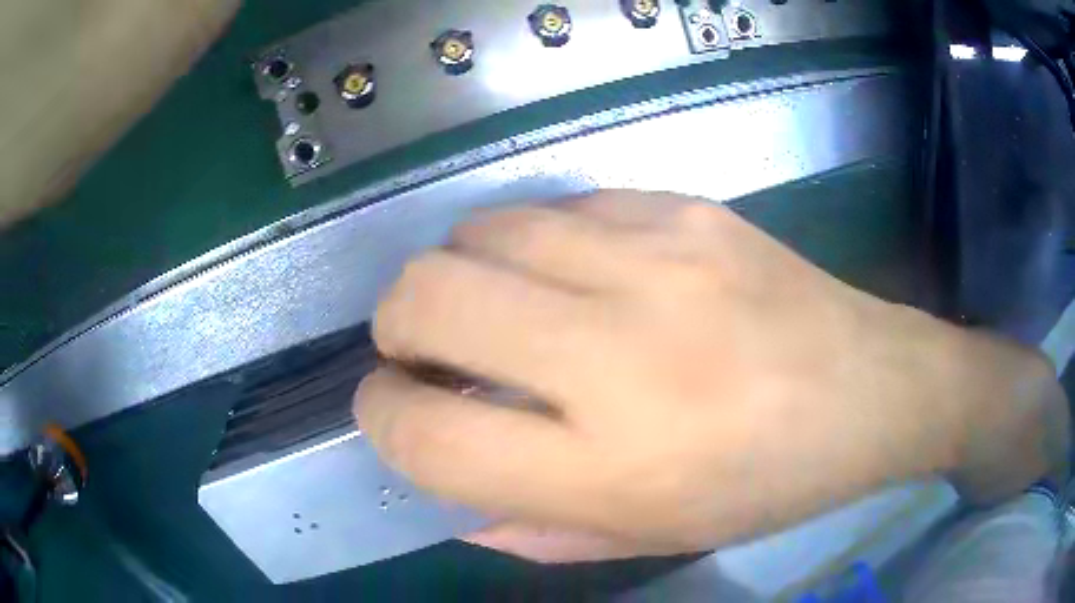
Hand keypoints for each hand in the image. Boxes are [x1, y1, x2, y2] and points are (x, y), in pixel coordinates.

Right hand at [356, 190, 1065, 559]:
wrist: (873, 390)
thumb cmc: (770, 484)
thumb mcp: (652, 537)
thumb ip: (535, 528)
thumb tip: (449, 493)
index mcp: (612, 465)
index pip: (426, 433)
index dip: (382, 416)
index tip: (389, 406)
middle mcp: (622, 353)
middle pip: (428, 296)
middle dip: (397, 323)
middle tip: (422, 345)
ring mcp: (657, 260)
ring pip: (480, 230)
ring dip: (460, 271)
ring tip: (497, 303)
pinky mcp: (685, 208)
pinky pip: (558, 206)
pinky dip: (534, 244)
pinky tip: (575, 273)